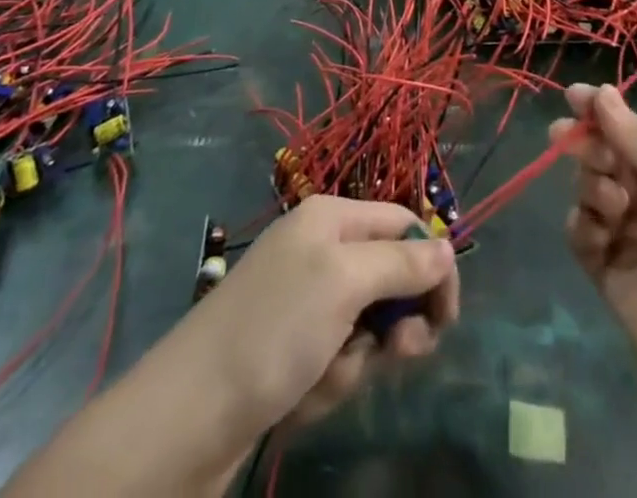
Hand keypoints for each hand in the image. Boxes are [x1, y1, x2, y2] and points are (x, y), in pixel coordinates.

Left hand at [187, 196, 459, 431]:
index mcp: (332, 219)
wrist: (188, 418)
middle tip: (394, 355)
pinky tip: (302, 398)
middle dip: (394, 324)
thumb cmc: (274, 330)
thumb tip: (448, 248)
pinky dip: (329, 384)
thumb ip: (402, 262)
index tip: (447, 316)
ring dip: (356, 362)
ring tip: (323, 379)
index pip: (404, 224)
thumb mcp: (345, 282)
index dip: (432, 263)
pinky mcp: (292, 353)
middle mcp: (320, 252)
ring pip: (367, 329)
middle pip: (390, 279)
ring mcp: (305, 305)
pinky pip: (337, 362)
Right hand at [553, 84, 636, 409]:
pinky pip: (580, 233)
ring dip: (591, 183)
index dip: (601, 110)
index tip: (573, 95)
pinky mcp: (606, 273)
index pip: (631, 131)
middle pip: (604, 154)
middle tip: (569, 138)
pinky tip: (601, 235)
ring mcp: (627, 236)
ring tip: (613, 202)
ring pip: (588, 188)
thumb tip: (602, 92)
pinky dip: (583, 225)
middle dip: (587, 142)